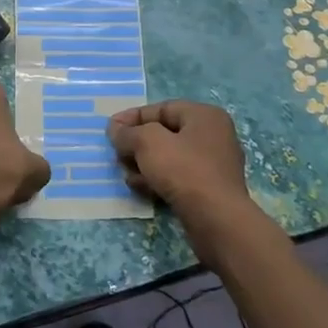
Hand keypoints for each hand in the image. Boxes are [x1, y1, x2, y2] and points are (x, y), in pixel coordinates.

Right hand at [109, 101, 267, 262]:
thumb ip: (128, 133)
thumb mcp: (148, 143)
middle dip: (137, 144)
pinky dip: (158, 180)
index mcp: (204, 116)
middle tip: (117, 155)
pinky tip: (141, 189)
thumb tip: (116, 129)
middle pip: (165, 133)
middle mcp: (213, 136)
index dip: (133, 117)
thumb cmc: (183, 170)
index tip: (110, 130)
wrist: (216, 219)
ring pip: (170, 157)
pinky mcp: (210, 190)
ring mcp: (214, 165)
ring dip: (144, 164)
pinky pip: (178, 177)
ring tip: (126, 175)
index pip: (162, 109)